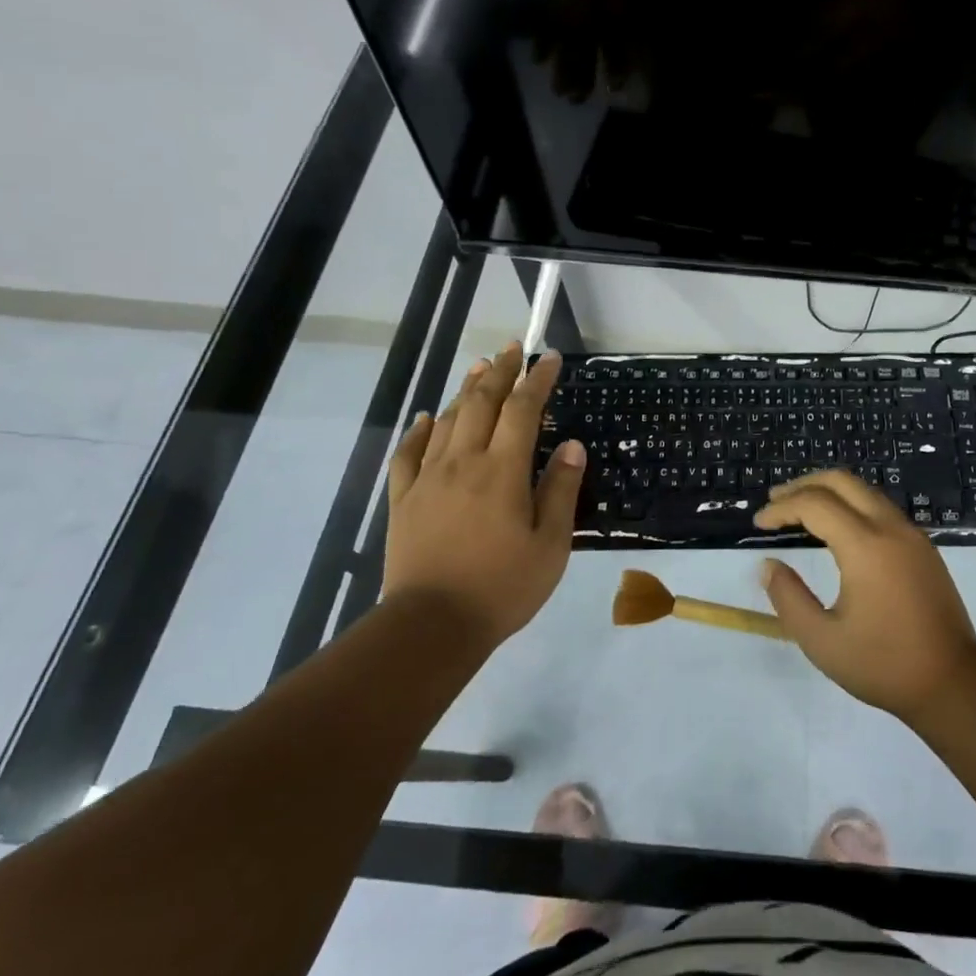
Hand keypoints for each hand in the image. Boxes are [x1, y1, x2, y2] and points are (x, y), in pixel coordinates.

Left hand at [384, 342, 584, 648]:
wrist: (431, 627)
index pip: (523, 409)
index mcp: (502, 470)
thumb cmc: (502, 587)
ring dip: (466, 390)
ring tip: (480, 368)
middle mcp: (463, 462)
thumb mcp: (550, 544)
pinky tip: (428, 418)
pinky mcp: (403, 500)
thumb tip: (571, 446)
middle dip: (500, 371)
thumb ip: (560, 490)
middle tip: (513, 349)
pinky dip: (420, 429)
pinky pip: (409, 453)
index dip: (537, 379)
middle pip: (481, 402)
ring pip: (448, 420)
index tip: (549, 357)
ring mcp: (428, 479)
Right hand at [753, 470, 975, 718]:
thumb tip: (769, 566)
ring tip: (800, 508)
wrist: (954, 682)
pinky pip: (881, 507)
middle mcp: (890, 527)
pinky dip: (851, 504)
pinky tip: (837, 527)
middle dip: (803, 485)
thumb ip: (789, 598)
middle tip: (775, 501)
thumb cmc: (884, 664)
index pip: (814, 504)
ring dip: (829, 491)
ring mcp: (911, 534)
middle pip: (841, 481)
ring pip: (864, 490)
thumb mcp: (823, 641)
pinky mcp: (923, 547)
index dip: (782, 508)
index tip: (758, 523)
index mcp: (865, 545)